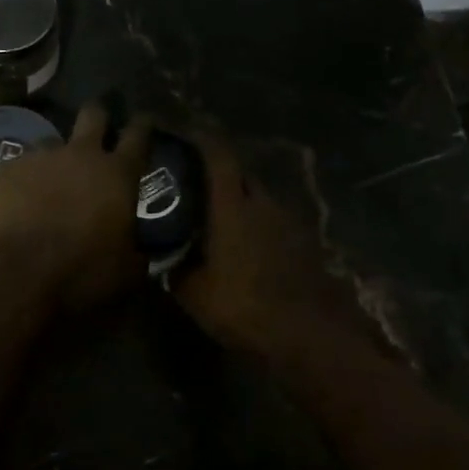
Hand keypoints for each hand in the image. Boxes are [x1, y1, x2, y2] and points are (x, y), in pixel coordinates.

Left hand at [0, 103, 153, 311]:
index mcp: (118, 174)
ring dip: (56, 157)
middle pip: (93, 115)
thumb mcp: (126, 270)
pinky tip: (20, 198)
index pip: (138, 135)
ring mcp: (40, 157)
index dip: (143, 125)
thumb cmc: (83, 272)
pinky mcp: (7, 169)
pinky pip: (20, 165)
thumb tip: (138, 252)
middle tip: (97, 129)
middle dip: (97, 117)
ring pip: (51, 141)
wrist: (19, 275)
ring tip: (50, 179)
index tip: (144, 120)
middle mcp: (81, 154)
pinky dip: (24, 179)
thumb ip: (135, 251)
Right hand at [172, 134, 367, 354]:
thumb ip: (175, 266)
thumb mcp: (193, 292)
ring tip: (220, 215)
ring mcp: (289, 221)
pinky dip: (259, 222)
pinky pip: (274, 219)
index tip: (184, 136)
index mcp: (233, 206)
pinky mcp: (304, 241)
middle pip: (241, 173)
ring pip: (260, 197)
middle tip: (196, 183)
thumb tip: (162, 254)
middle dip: (220, 172)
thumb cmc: (242, 306)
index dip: (202, 140)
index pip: (218, 156)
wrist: (306, 333)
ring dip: (242, 199)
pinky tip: (248, 243)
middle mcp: (263, 203)